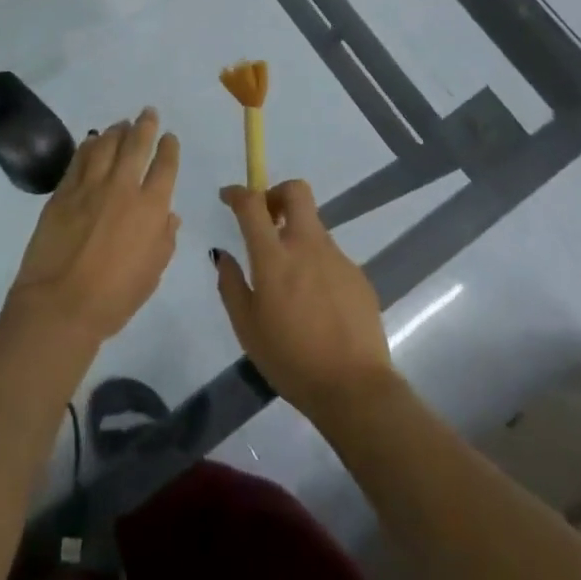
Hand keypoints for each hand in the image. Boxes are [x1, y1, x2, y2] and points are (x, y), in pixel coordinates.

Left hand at [5, 108, 180, 343]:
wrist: (60, 305)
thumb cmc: (114, 298)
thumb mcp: (152, 273)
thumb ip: (164, 240)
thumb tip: (169, 215)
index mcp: (151, 209)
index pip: (165, 166)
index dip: (169, 148)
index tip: (169, 137)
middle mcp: (123, 188)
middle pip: (136, 145)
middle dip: (145, 126)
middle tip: (148, 113)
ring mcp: (90, 186)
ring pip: (106, 145)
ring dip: (116, 131)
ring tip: (121, 124)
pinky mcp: (63, 192)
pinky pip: (79, 159)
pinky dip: (89, 146)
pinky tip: (92, 140)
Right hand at [213, 180, 396, 421]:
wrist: (354, 388)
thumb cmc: (290, 360)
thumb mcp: (246, 328)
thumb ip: (231, 285)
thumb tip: (223, 255)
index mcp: (274, 257)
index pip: (253, 204)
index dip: (237, 192)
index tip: (228, 197)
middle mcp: (307, 246)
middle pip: (296, 191)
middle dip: (276, 193)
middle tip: (266, 219)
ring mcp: (337, 258)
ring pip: (314, 226)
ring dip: (296, 235)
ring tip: (289, 278)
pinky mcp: (358, 275)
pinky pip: (330, 256)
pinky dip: (316, 264)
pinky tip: (314, 302)